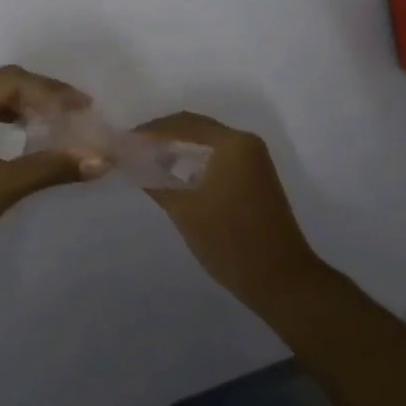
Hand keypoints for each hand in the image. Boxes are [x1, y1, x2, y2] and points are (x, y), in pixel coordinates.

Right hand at [134, 112, 328, 308]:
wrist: (282, 281)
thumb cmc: (231, 242)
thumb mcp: (185, 211)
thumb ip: (154, 180)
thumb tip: (127, 161)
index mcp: (231, 143)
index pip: (182, 124)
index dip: (149, 131)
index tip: (123, 142)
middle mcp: (245, 142)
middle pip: (195, 128)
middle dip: (162, 137)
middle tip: (131, 150)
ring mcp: (254, 160)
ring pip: (207, 143)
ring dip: (178, 149)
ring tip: (146, 162)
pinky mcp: (256, 177)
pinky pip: (218, 157)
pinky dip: (194, 161)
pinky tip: (173, 176)